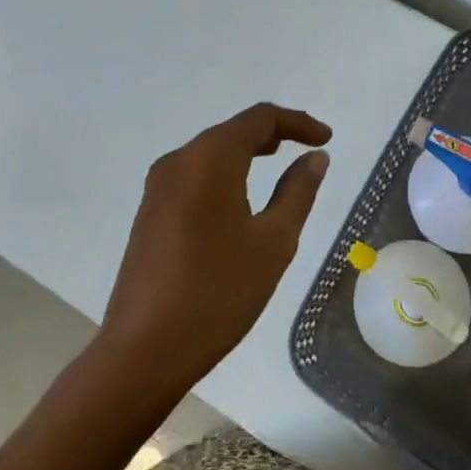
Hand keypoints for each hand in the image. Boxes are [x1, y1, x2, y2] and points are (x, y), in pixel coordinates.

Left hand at [99, 103, 331, 392]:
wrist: (143, 351)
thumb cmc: (218, 292)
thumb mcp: (273, 242)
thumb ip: (298, 191)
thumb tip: (314, 157)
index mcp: (209, 158)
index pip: (259, 118)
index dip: (297, 122)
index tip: (326, 138)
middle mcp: (179, 160)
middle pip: (232, 130)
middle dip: (273, 134)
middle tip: (307, 149)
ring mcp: (158, 186)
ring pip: (211, 152)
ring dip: (247, 152)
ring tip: (279, 166)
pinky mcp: (149, 211)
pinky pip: (194, 175)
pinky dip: (224, 173)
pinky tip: (240, 199)